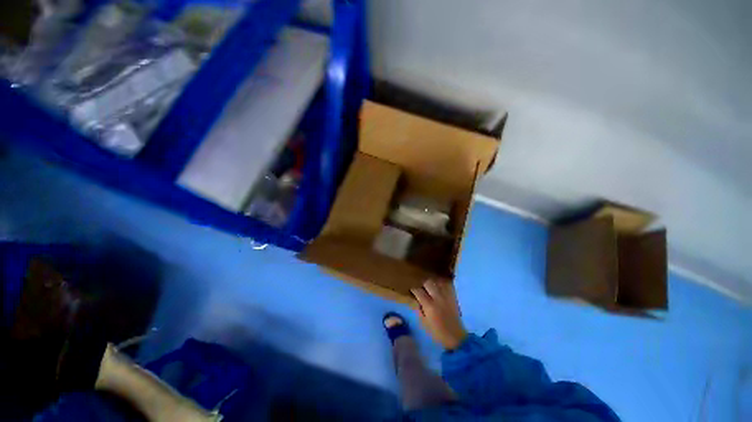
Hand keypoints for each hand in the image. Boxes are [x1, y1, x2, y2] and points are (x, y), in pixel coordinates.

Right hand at [411, 280, 467, 350]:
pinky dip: (441, 282)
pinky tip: (438, 283)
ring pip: (437, 281)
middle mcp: (438, 297)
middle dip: (422, 281)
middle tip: (419, 284)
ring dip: (432, 280)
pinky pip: (447, 284)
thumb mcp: (423, 322)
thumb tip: (415, 298)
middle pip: (428, 282)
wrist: (456, 336)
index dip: (413, 288)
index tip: (410, 287)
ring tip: (428, 282)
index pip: (418, 290)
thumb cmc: (437, 331)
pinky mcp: (453, 296)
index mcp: (429, 305)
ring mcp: (446, 295)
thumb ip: (418, 308)